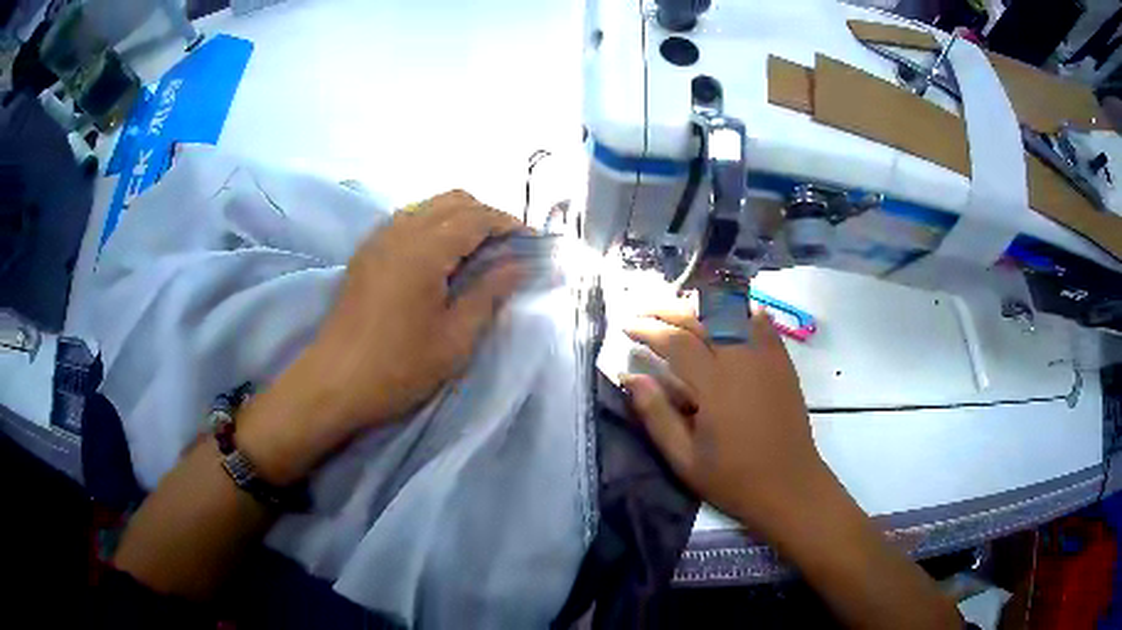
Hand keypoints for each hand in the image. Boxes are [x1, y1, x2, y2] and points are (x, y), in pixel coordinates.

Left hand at [239, 190, 523, 483]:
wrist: (334, 382)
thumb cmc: (398, 367)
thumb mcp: (454, 339)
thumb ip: (489, 294)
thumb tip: (518, 265)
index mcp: (424, 250)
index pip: (476, 217)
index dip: (509, 224)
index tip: (533, 242)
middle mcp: (400, 231)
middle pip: (453, 200)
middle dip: (487, 215)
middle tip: (509, 247)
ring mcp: (379, 239)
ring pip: (428, 206)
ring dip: (460, 218)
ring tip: (480, 251)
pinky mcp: (366, 253)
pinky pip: (408, 220)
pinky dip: (434, 225)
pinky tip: (441, 257)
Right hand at [622, 302, 829, 533]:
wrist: (789, 485)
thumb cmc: (733, 478)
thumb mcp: (684, 459)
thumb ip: (655, 415)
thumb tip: (630, 377)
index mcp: (715, 386)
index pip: (676, 341)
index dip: (648, 330)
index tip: (626, 327)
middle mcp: (742, 360)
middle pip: (702, 318)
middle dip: (668, 310)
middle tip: (643, 312)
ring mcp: (766, 356)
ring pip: (730, 312)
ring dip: (700, 306)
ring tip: (677, 310)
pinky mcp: (782, 360)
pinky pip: (759, 320)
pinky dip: (738, 309)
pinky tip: (723, 311)